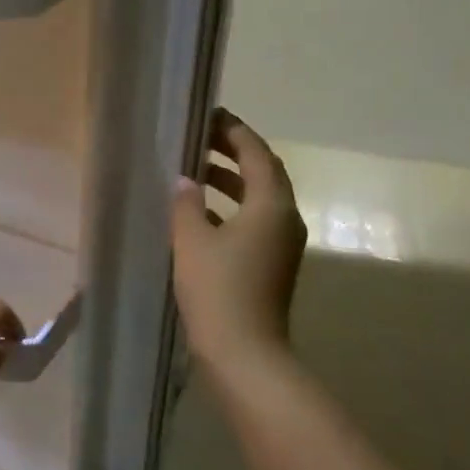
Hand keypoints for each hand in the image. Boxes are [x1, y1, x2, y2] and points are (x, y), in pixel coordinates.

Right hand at [170, 108, 306, 374]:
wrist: (245, 353)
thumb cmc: (218, 290)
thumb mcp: (192, 241)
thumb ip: (187, 204)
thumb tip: (185, 181)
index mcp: (271, 205)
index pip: (257, 153)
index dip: (234, 131)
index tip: (208, 115)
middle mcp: (285, 219)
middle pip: (263, 173)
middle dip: (232, 153)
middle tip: (198, 139)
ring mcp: (281, 244)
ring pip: (258, 199)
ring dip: (230, 181)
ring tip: (193, 171)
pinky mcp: (271, 264)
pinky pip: (253, 221)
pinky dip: (230, 208)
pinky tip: (199, 215)